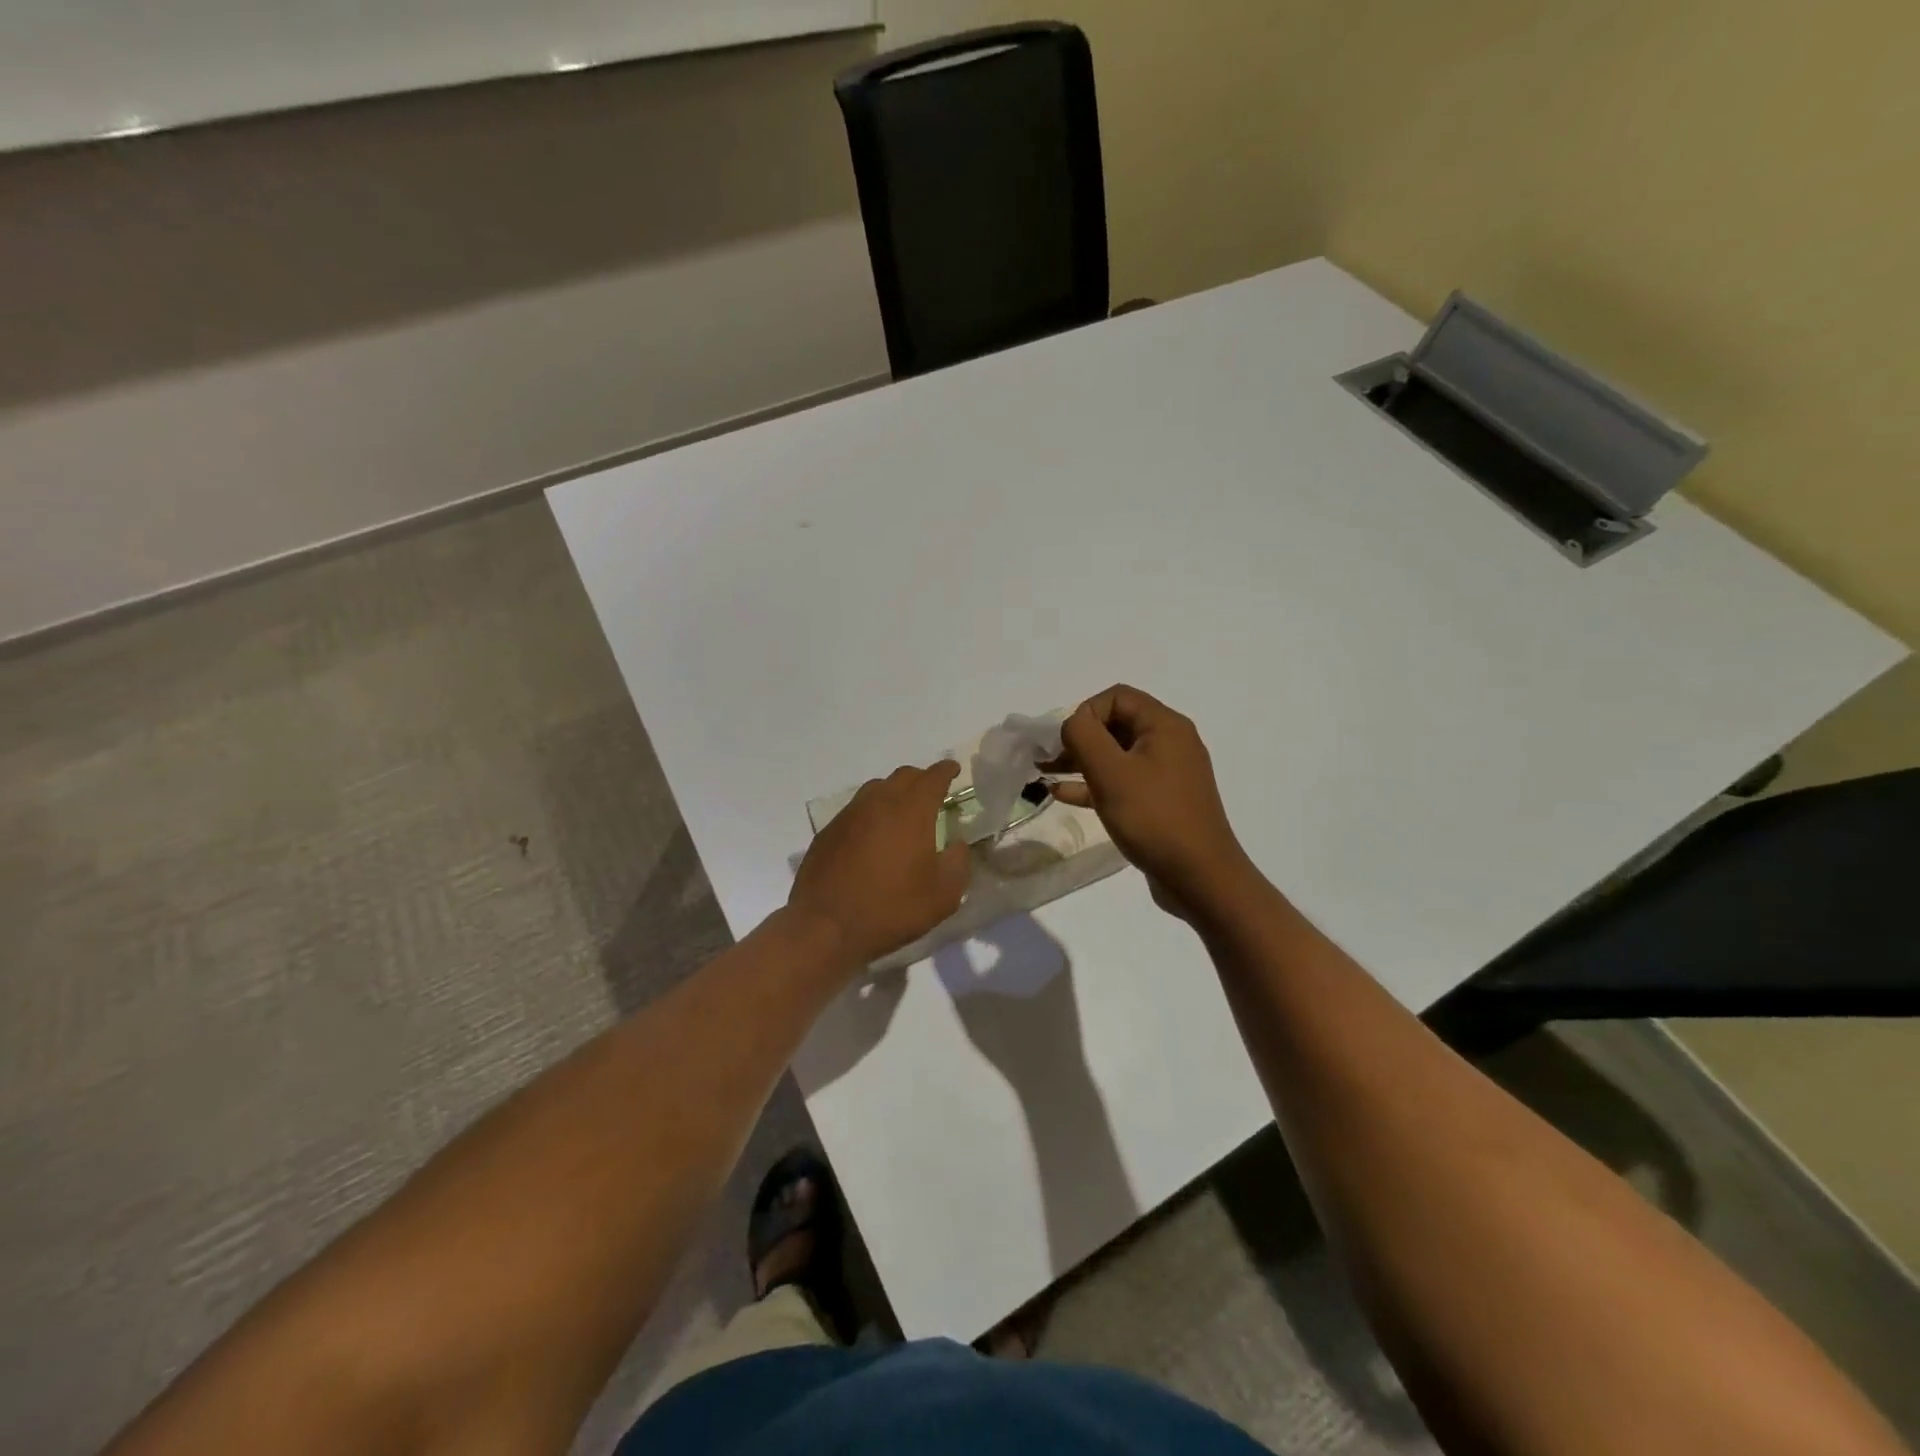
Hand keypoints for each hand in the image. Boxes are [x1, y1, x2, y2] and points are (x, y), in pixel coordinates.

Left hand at [789, 761, 971, 966]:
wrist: (826, 926)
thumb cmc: (891, 909)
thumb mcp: (943, 895)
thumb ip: (958, 863)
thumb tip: (956, 843)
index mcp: (911, 811)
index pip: (932, 777)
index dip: (946, 771)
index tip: (954, 770)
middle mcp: (878, 803)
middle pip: (902, 776)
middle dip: (921, 779)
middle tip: (931, 793)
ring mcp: (849, 815)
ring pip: (876, 789)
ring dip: (893, 793)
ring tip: (902, 813)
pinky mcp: (828, 832)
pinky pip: (855, 810)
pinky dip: (871, 814)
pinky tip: (872, 837)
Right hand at [1048, 686, 1251, 917]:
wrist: (1200, 878)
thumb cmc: (1154, 818)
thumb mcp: (1111, 772)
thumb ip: (1084, 736)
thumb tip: (1072, 723)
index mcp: (1165, 726)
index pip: (1117, 697)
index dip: (1085, 713)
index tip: (1064, 742)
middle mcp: (1170, 742)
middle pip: (1116, 724)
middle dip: (1079, 738)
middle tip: (1047, 759)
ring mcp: (1167, 774)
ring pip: (1116, 755)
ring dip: (1081, 761)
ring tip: (1046, 774)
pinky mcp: (1162, 802)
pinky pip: (1123, 781)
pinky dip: (1095, 784)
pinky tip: (1065, 795)